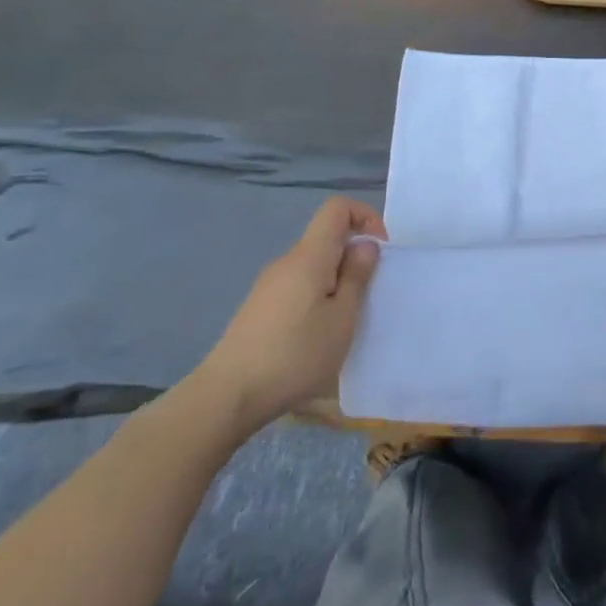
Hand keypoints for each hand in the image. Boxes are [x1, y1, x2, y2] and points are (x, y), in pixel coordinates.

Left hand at [192, 197, 383, 435]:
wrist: (226, 397)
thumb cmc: (295, 354)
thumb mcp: (342, 318)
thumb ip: (357, 277)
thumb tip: (364, 245)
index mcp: (309, 256)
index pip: (337, 208)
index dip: (365, 218)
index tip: (378, 252)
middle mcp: (286, 262)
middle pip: (326, 238)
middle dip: (353, 257)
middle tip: (366, 296)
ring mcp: (268, 286)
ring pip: (313, 266)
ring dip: (336, 281)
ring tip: (343, 321)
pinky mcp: (258, 309)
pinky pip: (297, 287)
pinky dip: (316, 297)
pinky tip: (316, 336)